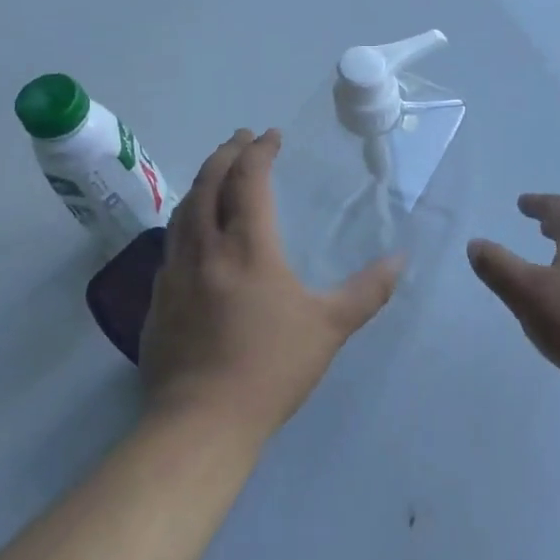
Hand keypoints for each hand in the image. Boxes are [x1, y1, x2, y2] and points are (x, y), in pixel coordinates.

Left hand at [140, 129, 400, 443]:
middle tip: (241, 138)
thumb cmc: (270, 367)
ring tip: (217, 173)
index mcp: (247, 247)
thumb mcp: (330, 327)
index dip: (259, 151)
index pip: (249, 180)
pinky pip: (171, 242)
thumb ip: (367, 290)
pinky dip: (186, 219)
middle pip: (208, 184)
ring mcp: (175, 273)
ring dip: (202, 182)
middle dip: (226, 154)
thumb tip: (400, 260)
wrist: (201, 423)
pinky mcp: (158, 300)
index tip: (272, 136)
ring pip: (183, 210)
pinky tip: (194, 231)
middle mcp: (205, 248)